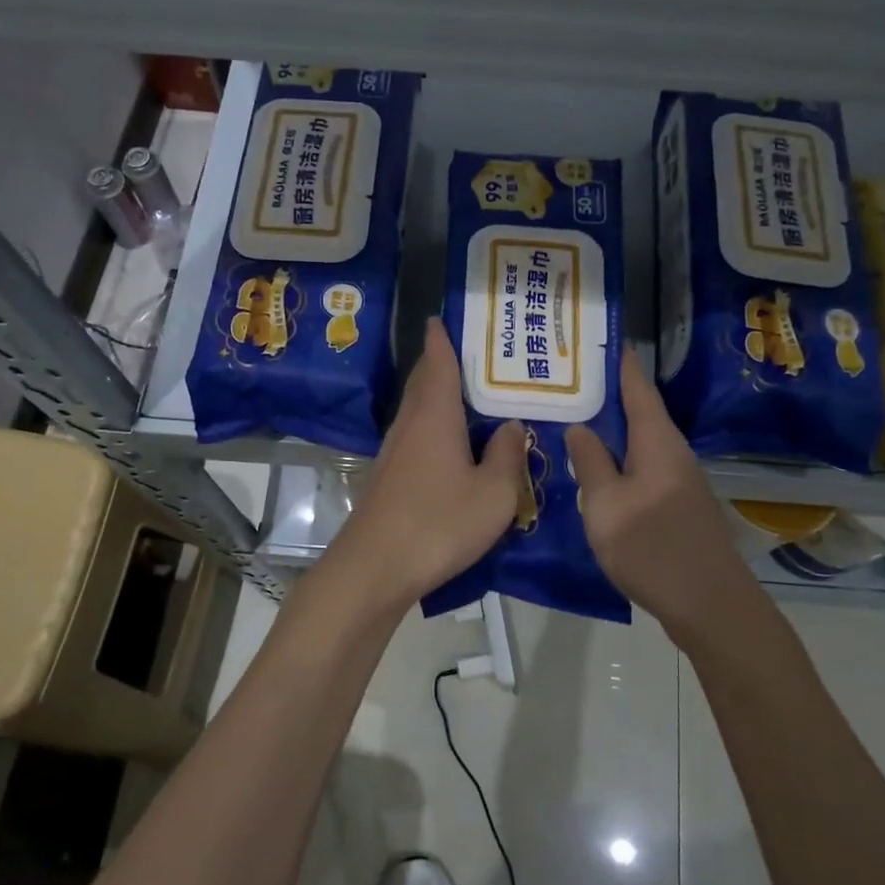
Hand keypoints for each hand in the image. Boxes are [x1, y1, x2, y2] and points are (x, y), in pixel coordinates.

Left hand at [326, 318, 526, 612]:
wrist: (375, 567)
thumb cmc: (439, 522)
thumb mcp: (493, 493)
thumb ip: (506, 455)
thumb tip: (509, 427)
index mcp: (435, 416)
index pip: (438, 363)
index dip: (441, 340)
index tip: (439, 317)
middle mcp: (409, 425)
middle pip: (422, 383)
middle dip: (438, 363)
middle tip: (466, 352)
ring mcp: (393, 452)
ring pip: (416, 410)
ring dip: (435, 395)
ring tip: (465, 394)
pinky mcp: (388, 478)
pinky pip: (415, 436)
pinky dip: (432, 426)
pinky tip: (449, 444)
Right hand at [565, 349, 752, 640]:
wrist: (709, 604)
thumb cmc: (652, 547)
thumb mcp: (607, 504)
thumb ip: (591, 462)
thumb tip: (580, 427)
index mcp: (657, 440)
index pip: (636, 386)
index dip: (617, 361)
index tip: (595, 338)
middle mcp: (672, 451)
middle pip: (638, 410)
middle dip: (605, 393)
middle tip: (565, 380)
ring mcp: (678, 479)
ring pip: (638, 441)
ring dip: (610, 428)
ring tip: (572, 418)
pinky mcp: (676, 504)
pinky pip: (642, 466)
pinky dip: (618, 457)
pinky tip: (595, 468)